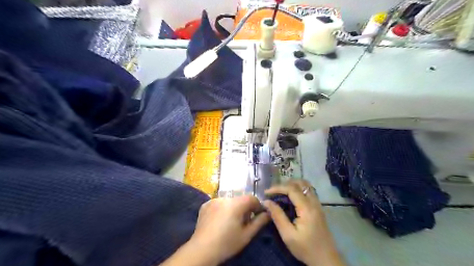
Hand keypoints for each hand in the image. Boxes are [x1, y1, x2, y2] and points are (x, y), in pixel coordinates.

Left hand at [189, 195, 269, 263]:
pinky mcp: (205, 204)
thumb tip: (268, 213)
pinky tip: (220, 220)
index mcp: (236, 204)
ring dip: (233, 207)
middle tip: (244, 222)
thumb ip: (259, 222)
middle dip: (245, 208)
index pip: (252, 198)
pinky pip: (219, 203)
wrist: (201, 250)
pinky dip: (222, 208)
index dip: (257, 206)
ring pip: (229, 200)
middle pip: (240, 199)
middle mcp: (224, 198)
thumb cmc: (227, 243)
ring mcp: (213, 200)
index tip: (258, 215)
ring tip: (230, 222)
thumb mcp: (246, 235)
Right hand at [263, 180, 344, 264]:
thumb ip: (277, 216)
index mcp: (307, 208)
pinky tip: (291, 198)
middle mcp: (314, 202)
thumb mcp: (288, 235)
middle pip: (300, 183)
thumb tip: (266, 202)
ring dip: (292, 185)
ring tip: (281, 193)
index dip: (277, 187)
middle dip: (285, 184)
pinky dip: (298, 189)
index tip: (266, 193)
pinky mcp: (318, 207)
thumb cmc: (306, 248)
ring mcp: (318, 204)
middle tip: (274, 192)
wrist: (326, 260)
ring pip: (306, 185)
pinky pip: (308, 191)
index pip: (291, 189)